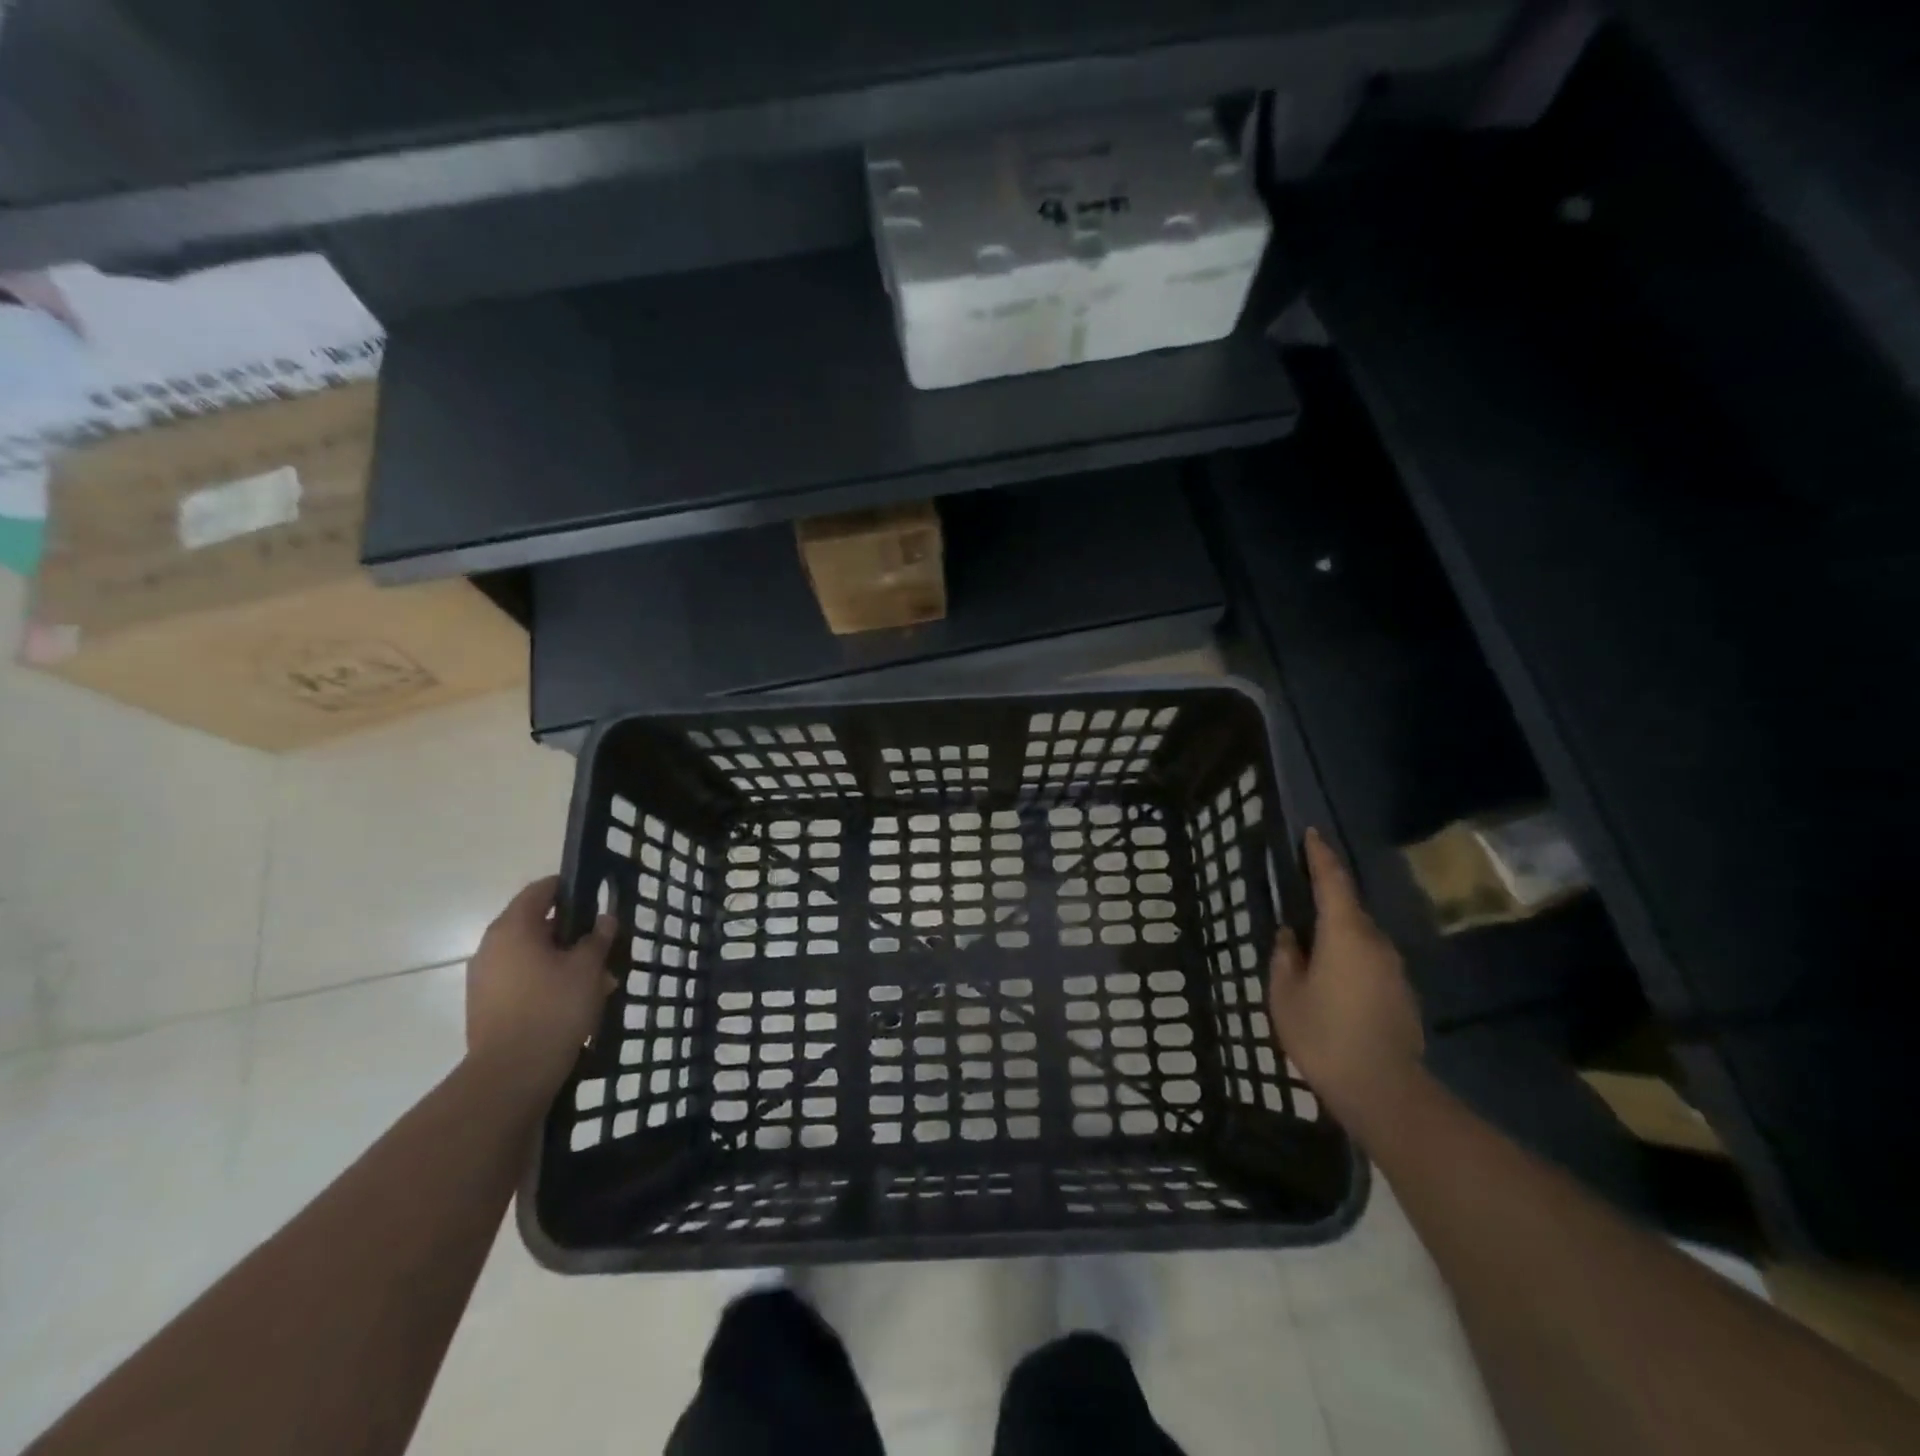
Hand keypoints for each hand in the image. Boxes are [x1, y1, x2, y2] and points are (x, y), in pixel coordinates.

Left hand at [466, 876, 615, 1097]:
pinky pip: (523, 980)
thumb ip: (598, 938)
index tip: (597, 897)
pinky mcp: (486, 1006)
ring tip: (598, 981)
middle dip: (573, 933)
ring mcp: (485, 978)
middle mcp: (492, 947)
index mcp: (513, 928)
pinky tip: (576, 1001)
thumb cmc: (553, 1008)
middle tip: (604, 946)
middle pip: (537, 924)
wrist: (511, 1075)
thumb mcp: (587, 968)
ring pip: (532, 955)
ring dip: (563, 960)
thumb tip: (604, 919)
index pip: (541, 890)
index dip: (570, 888)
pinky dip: (548, 981)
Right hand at [1269, 829, 1424, 1125]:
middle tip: (1298, 901)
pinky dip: (1350, 959)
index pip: (1333, 881)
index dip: (1320, 855)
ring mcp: (1394, 969)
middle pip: (1349, 909)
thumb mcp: (1285, 994)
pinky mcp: (1402, 994)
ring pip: (1361, 937)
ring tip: (1311, 948)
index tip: (1311, 834)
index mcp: (1345, 933)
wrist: (1384, 1090)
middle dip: (1326, 900)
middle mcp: (1376, 942)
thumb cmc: (1324, 1035)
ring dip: (1338, 934)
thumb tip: (1290, 936)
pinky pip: (1370, 961)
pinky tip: (1333, 981)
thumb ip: (1285, 957)